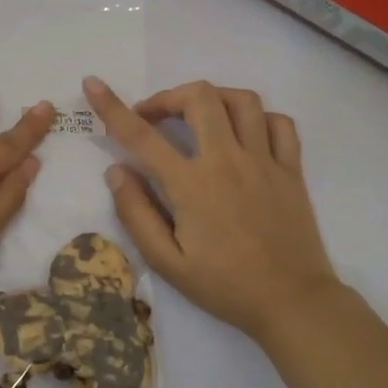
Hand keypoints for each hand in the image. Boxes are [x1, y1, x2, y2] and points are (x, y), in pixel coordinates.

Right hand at [84, 76, 343, 345]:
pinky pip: (280, 123)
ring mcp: (265, 161)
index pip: (142, 135)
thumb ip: (136, 213)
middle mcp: (228, 160)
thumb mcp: (167, 262)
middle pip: (198, 97)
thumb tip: (116, 171)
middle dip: (168, 97)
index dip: (112, 106)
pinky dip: (259, 118)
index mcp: (191, 184)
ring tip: (198, 117)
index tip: (94, 84)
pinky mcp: (292, 169)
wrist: (292, 303)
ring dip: (212, 98)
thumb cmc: (224, 286)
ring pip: (242, 100)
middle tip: (154, 119)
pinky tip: (244, 134)